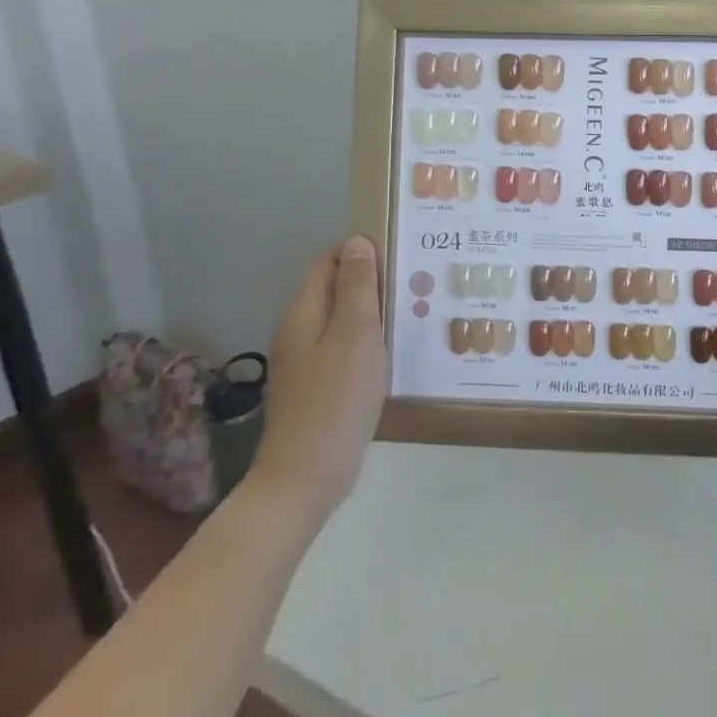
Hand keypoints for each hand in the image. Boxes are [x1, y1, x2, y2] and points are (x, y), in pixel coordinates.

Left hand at [247, 236, 388, 525]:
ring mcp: (307, 362)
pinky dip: (370, 340)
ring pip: (343, 320)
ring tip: (414, 311)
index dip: (360, 252)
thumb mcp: (356, 334)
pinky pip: (346, 348)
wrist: (308, 474)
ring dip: (374, 312)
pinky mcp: (320, 387)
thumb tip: (356, 242)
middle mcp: (300, 332)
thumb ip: (358, 287)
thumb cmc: (337, 398)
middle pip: (335, 290)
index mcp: (304, 313)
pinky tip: (395, 351)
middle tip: (416, 281)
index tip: (401, 253)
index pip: (327, 263)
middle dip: (372, 281)